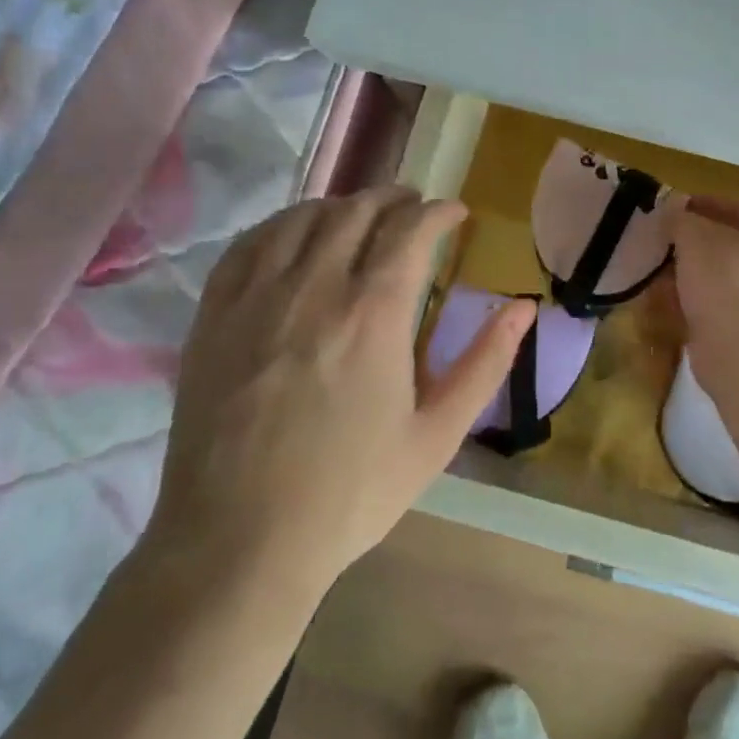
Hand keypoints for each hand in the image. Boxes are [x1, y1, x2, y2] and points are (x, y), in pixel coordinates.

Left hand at [143, 189, 534, 601]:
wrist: (240, 540)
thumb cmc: (351, 492)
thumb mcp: (438, 435)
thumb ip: (485, 363)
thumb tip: (524, 308)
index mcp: (375, 315)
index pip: (412, 231)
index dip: (439, 212)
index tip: (456, 213)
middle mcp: (316, 288)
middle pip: (357, 212)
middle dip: (394, 198)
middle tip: (414, 205)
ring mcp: (256, 298)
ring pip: (302, 218)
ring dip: (340, 204)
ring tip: (360, 213)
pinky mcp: (214, 316)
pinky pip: (247, 245)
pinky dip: (280, 225)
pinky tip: (294, 234)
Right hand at [673, 195, 738, 336]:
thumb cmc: (724, 280)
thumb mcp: (695, 236)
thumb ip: (681, 219)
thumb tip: (672, 211)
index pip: (738, 210)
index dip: (705, 204)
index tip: (675, 206)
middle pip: (728, 246)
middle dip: (694, 242)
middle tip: (663, 238)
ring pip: (718, 278)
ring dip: (689, 273)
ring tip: (657, 268)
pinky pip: (713, 306)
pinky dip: (691, 301)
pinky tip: (665, 299)